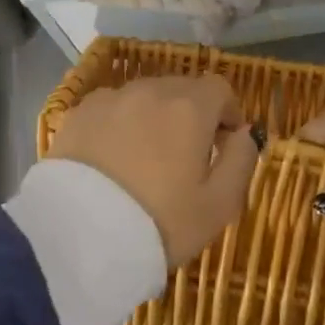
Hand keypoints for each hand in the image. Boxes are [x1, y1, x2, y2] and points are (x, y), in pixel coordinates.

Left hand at [48, 74, 261, 267]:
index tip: (223, 143)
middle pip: (181, 90)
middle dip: (190, 115)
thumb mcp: (219, 205)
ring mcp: (111, 98)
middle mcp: (151, 90)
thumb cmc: (160, 222)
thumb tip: (245, 133)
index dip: (227, 113)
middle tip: (184, 157)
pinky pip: (111, 110)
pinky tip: (111, 160)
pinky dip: (118, 125)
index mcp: (190, 107)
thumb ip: (242, 161)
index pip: (219, 88)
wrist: (78, 236)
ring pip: (144, 98)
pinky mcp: (78, 113)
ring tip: (145, 159)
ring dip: (153, 118)